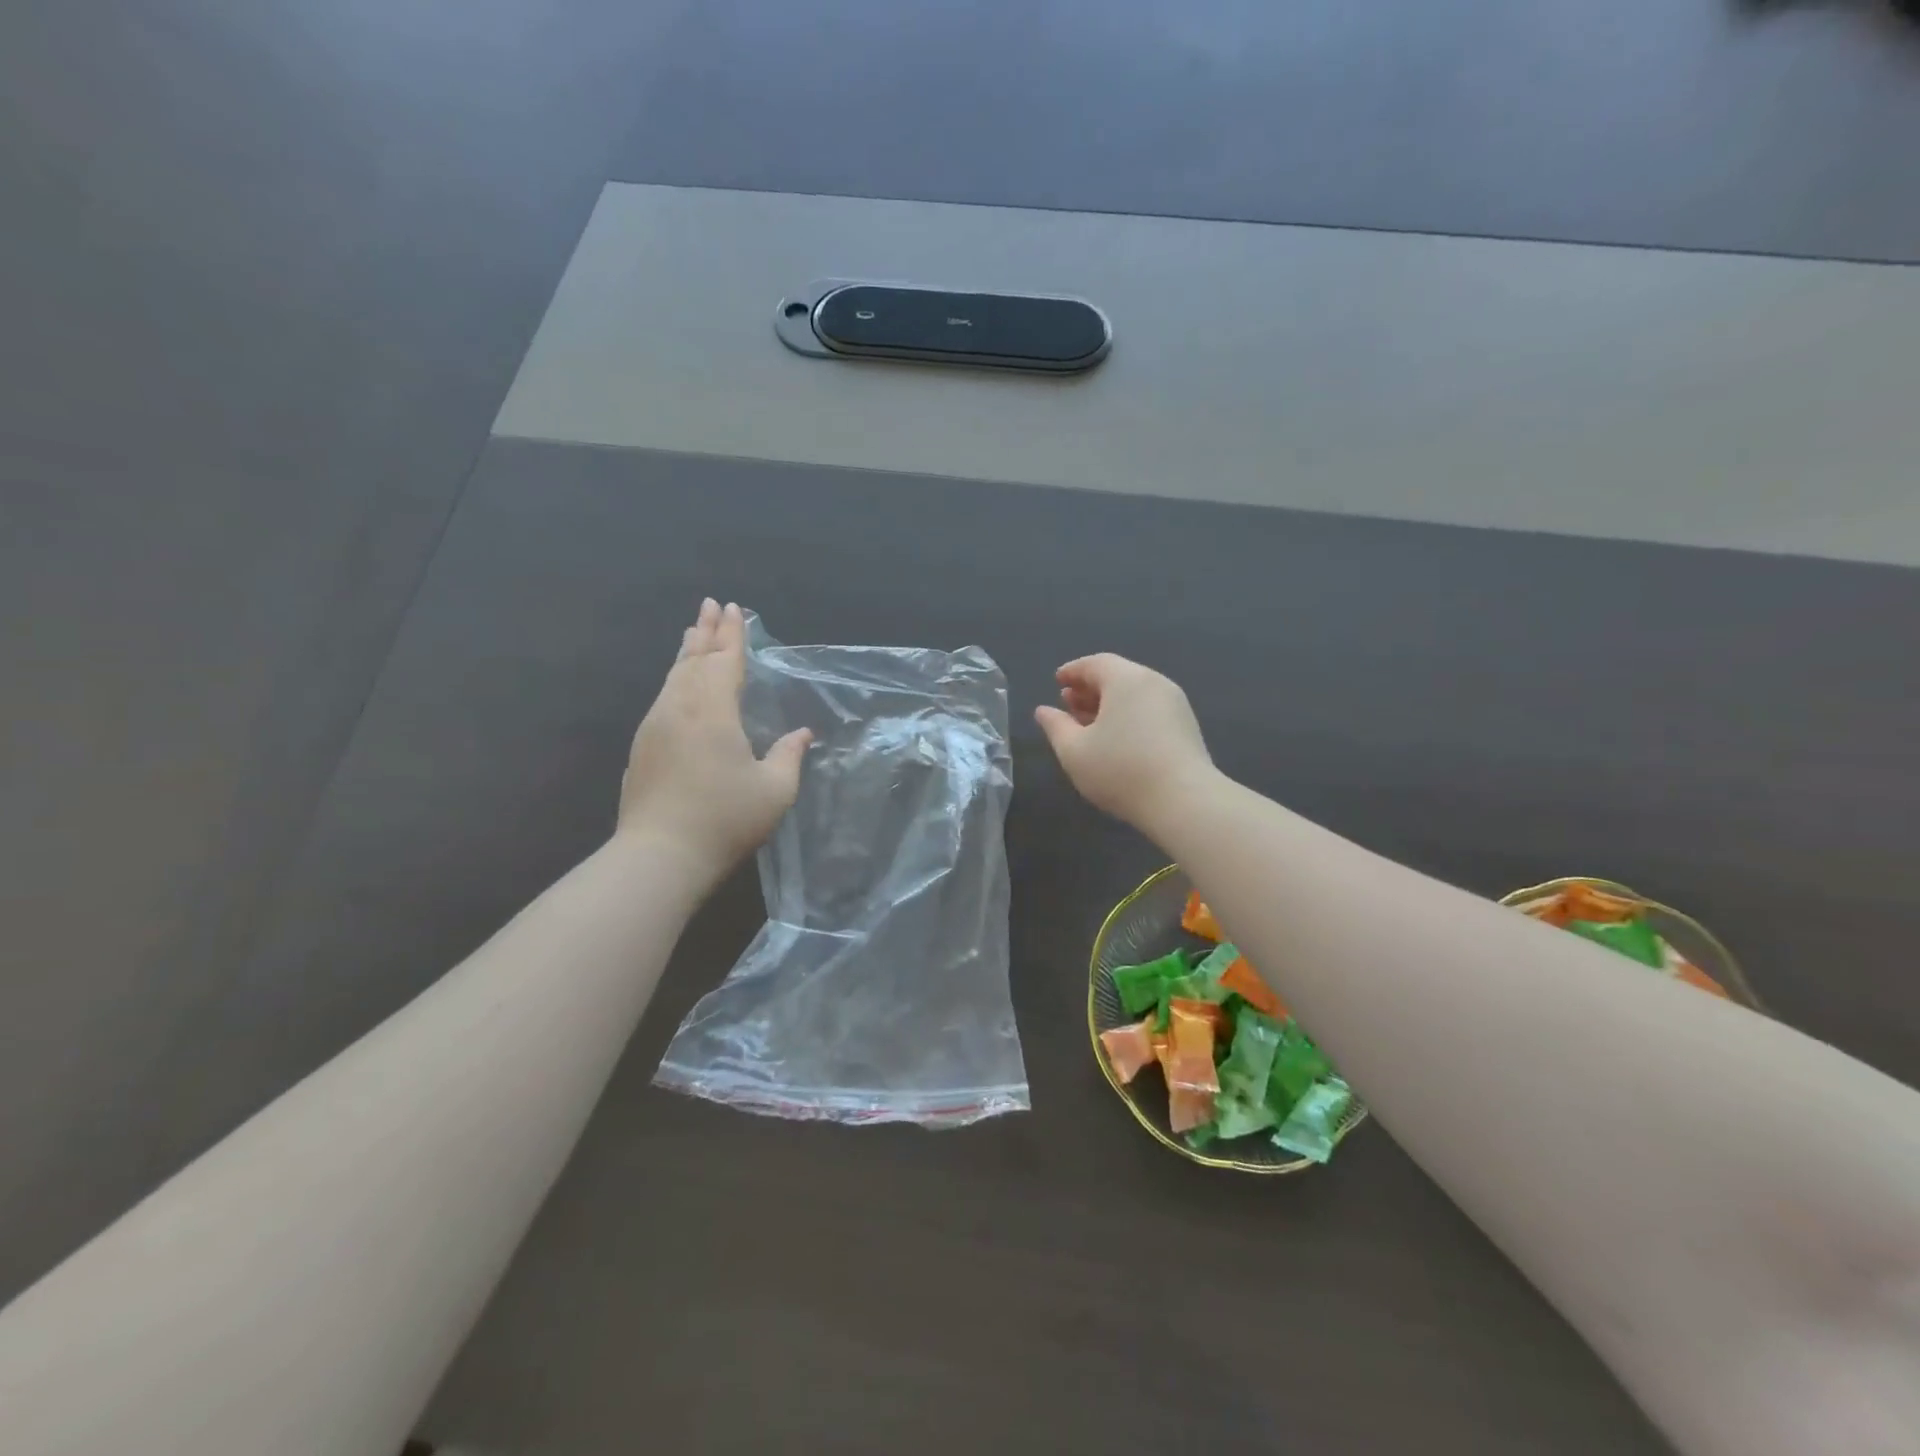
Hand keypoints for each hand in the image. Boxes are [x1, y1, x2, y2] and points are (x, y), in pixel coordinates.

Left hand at [617, 599, 811, 888]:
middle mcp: (679, 709)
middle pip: (694, 660)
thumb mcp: (774, 791)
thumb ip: (789, 756)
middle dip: (706, 631)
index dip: (733, 635)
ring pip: (673, 677)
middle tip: (711, 605)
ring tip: (694, 633)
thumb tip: (802, 734)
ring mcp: (655, 727)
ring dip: (687, 652)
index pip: (725, 661)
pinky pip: (663, 697)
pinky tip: (678, 684)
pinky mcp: (642, 747)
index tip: (734, 608)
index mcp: (713, 712)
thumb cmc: (725, 820)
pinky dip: (675, 678)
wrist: (659, 856)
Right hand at [1034, 654, 1215, 834]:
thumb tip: (1044, 710)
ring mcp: (1175, 704)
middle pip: (1117, 676)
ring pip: (1135, 694)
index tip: (1057, 681)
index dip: (1073, 671)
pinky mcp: (1186, 726)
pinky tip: (1117, 739)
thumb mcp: (1074, 751)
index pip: (1095, 663)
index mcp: (1126, 679)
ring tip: (1089, 724)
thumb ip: (1056, 726)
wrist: (1184, 801)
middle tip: (1068, 703)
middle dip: (1090, 688)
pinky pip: (1150, 709)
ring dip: (1109, 703)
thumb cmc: (1120, 770)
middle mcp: (1154, 682)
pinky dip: (1129, 714)